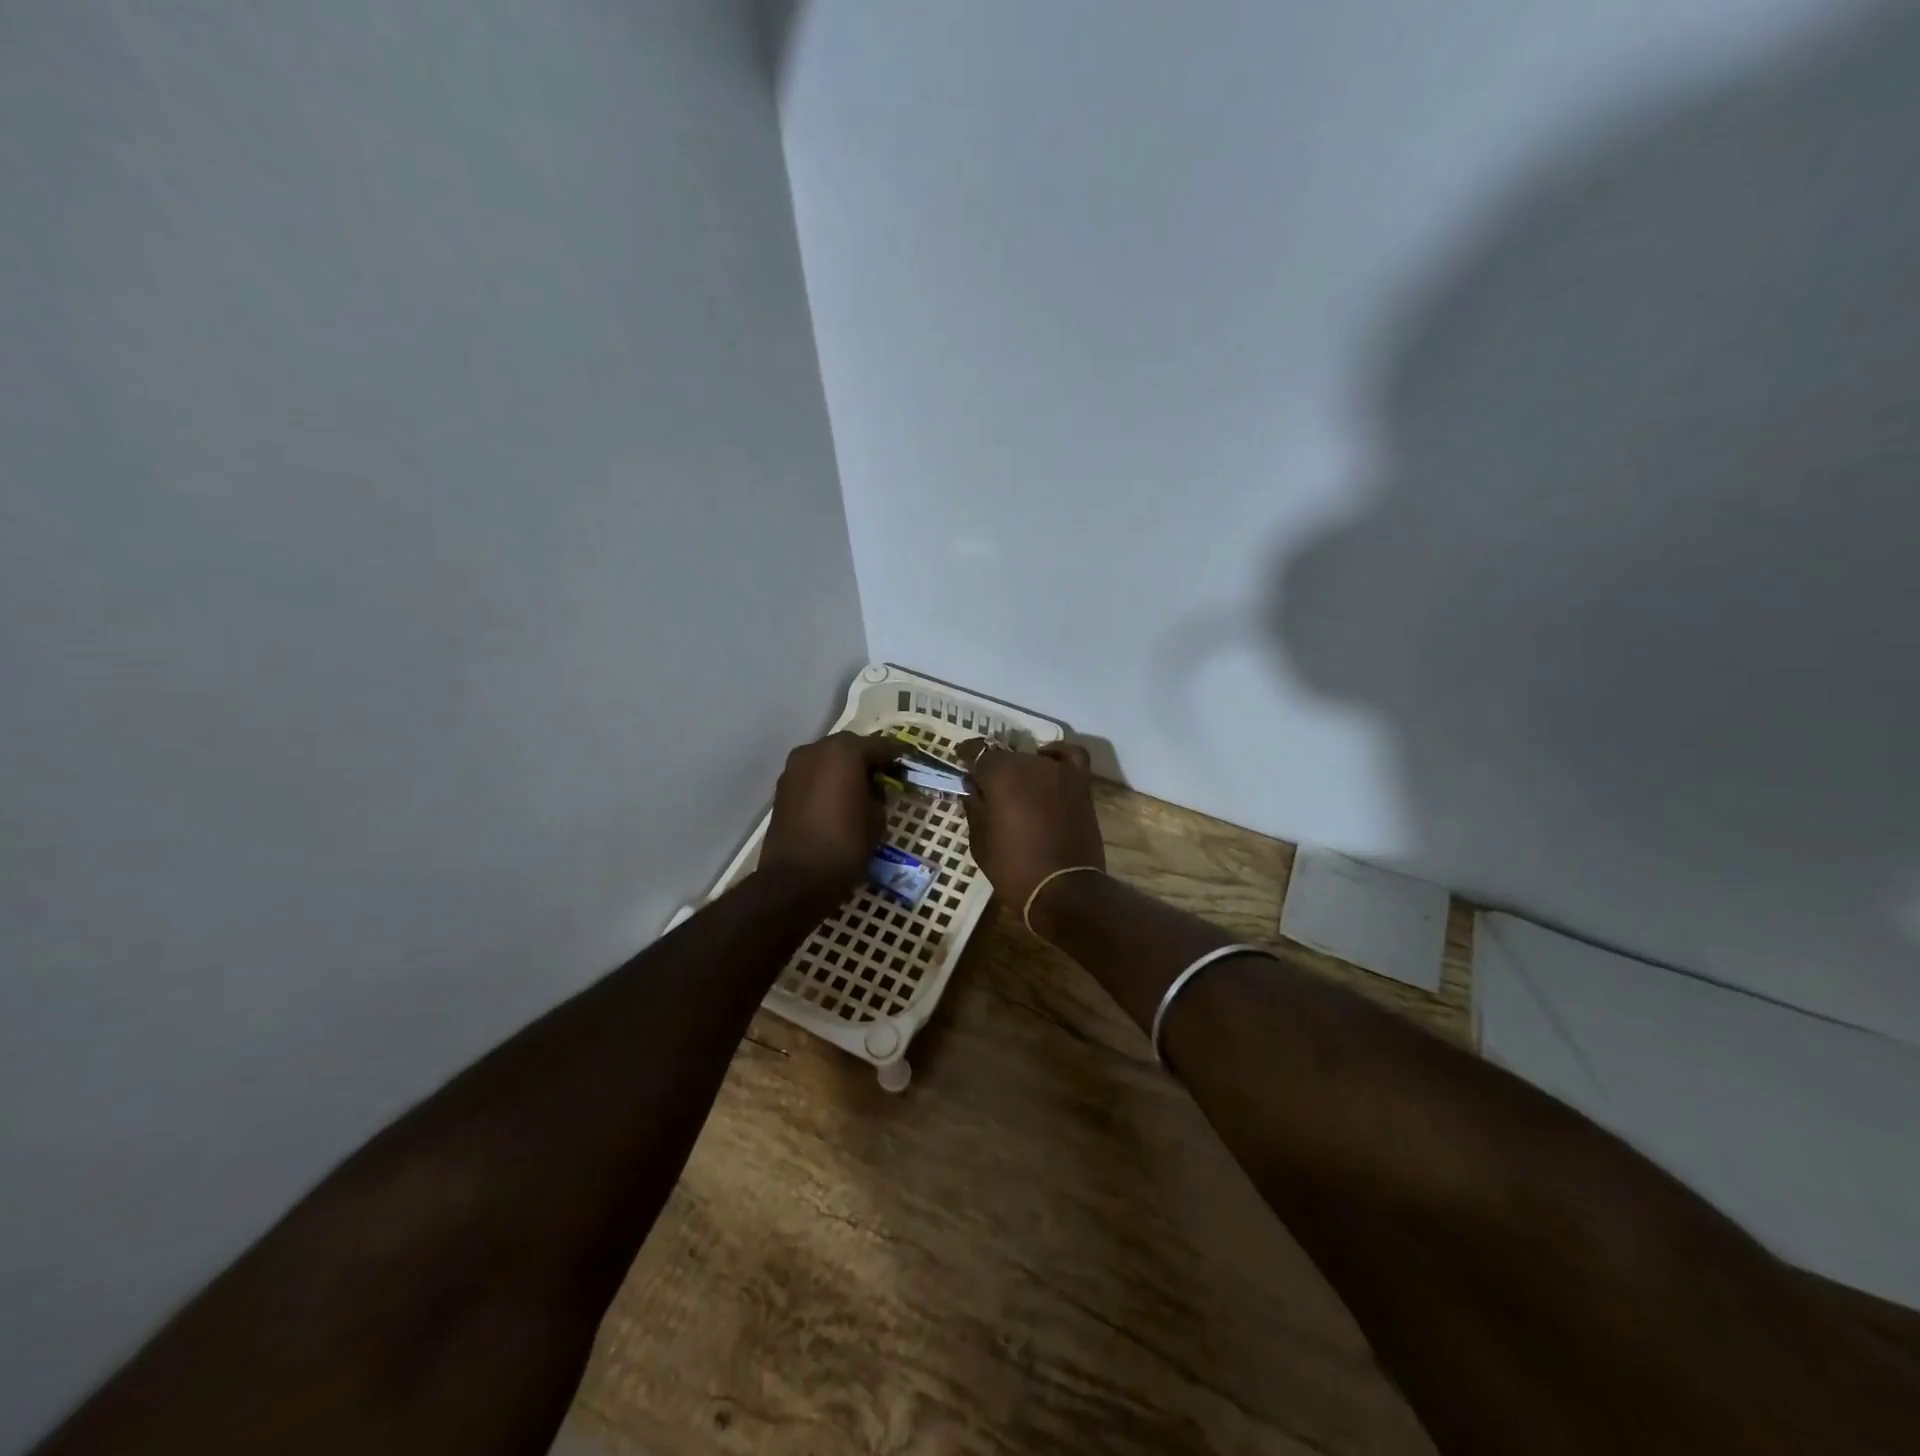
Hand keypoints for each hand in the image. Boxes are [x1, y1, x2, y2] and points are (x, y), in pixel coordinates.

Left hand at [760, 732, 902, 900]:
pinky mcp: (782, 788)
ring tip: (860, 791)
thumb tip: (872, 790)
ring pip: (827, 760)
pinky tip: (838, 801)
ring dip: (844, 770)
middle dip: (867, 760)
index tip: (909, 765)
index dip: (897, 756)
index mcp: (844, 752)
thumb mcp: (877, 818)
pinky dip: (826, 783)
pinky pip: (812, 776)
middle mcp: (816, 750)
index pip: (880, 745)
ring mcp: (794, 768)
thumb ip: (879, 795)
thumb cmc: (846, 844)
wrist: (797, 878)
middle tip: (884, 778)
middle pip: (849, 748)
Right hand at [956, 740, 1105, 910]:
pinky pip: (1071, 756)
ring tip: (1017, 788)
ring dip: (1022, 769)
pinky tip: (1049, 766)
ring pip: (1034, 759)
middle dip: (993, 769)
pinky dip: (1058, 756)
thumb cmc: (1013, 868)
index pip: (978, 751)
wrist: (1063, 890)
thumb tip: (973, 788)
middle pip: (1006, 756)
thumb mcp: (980, 841)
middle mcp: (1029, 763)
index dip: (967, 755)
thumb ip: (974, 807)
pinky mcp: (1081, 784)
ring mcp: (1058, 771)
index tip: (961, 762)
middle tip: (987, 789)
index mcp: (1000, 774)